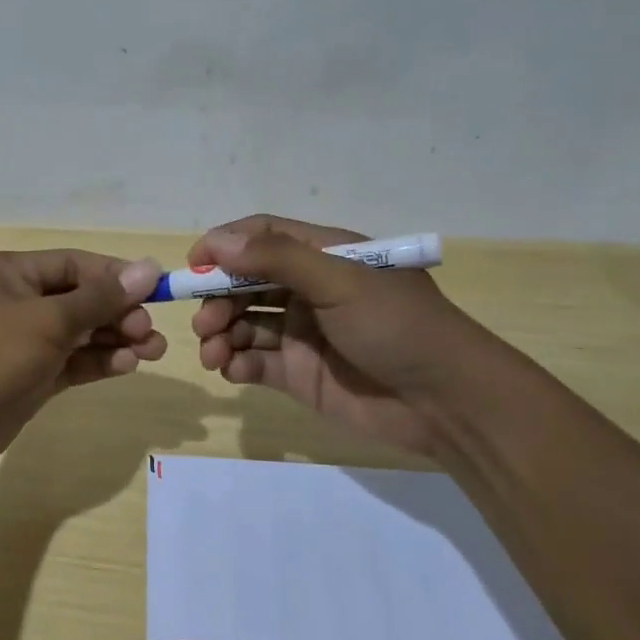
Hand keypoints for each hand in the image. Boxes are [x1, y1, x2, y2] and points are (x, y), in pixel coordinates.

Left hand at [0, 249, 164, 474]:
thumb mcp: (49, 320)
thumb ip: (101, 298)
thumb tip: (148, 268)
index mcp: (11, 273)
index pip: (75, 264)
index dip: (116, 276)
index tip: (156, 290)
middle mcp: (17, 301)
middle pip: (80, 299)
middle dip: (119, 313)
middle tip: (150, 331)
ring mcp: (23, 341)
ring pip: (80, 333)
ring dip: (116, 339)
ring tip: (153, 351)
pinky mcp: (29, 376)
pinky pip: (72, 362)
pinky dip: (98, 361)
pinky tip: (127, 365)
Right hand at [189, 215, 483, 458]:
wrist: (446, 403)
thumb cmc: (397, 326)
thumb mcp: (341, 281)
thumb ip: (277, 259)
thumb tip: (216, 242)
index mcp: (324, 256)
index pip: (262, 237)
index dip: (225, 246)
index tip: (194, 266)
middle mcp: (308, 289)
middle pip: (244, 283)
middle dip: (218, 299)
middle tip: (204, 322)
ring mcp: (301, 333)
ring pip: (243, 324)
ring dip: (220, 334)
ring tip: (213, 353)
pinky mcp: (298, 373)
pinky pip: (254, 362)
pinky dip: (236, 364)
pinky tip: (232, 370)